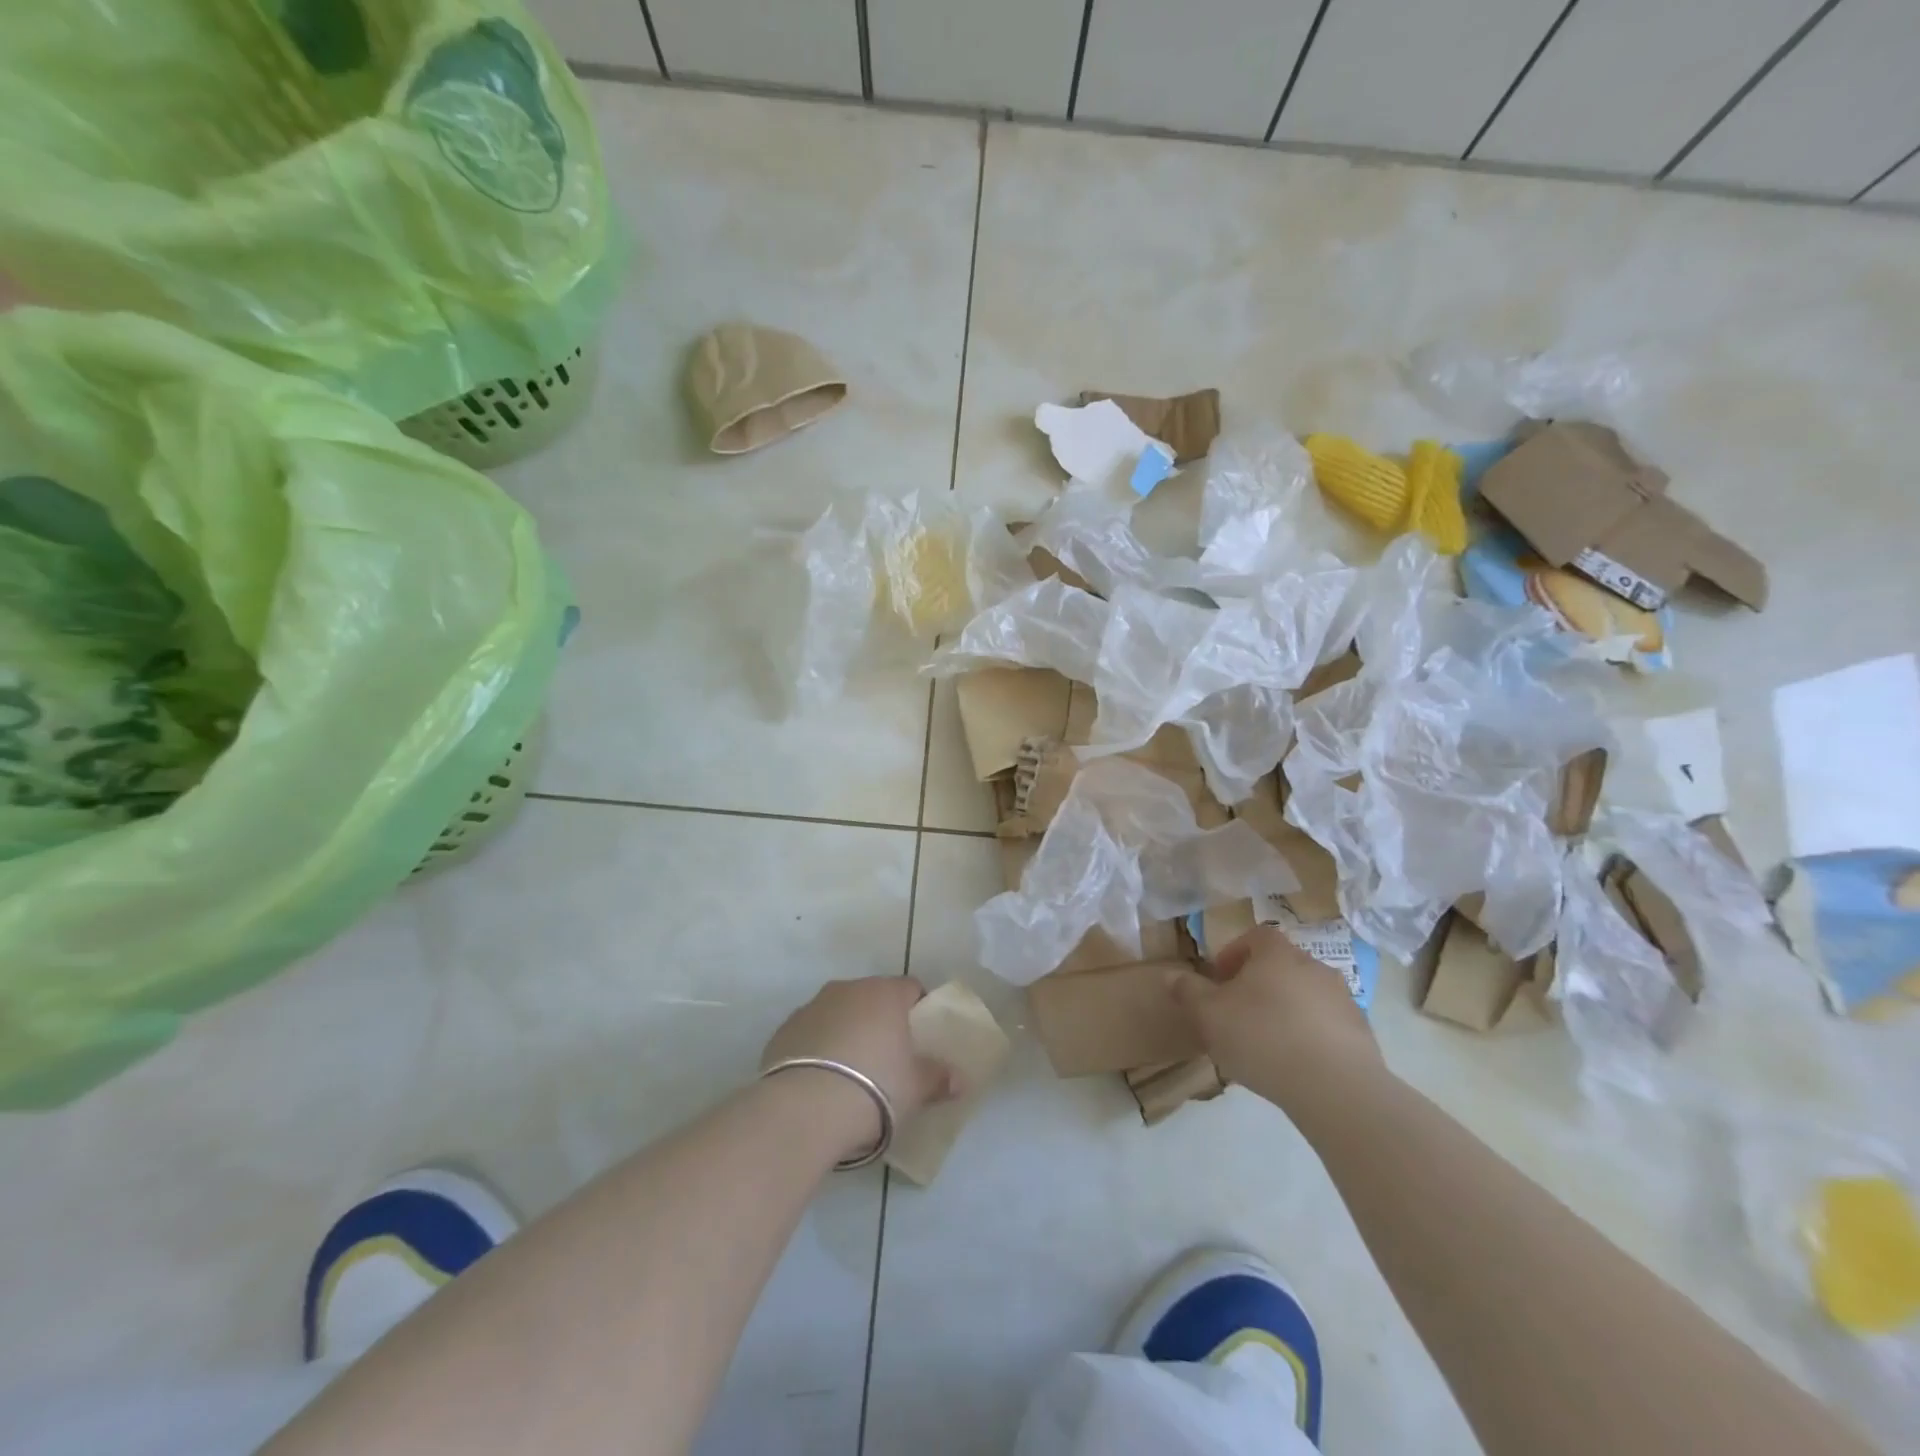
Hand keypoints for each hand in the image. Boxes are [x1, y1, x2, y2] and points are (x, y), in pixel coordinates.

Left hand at [760, 977, 952, 1158]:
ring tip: (851, 1072)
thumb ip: (939, 1078)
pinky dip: (818, 1049)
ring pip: (838, 1013)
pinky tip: (821, 1081)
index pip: (910, 988)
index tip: (920, 1036)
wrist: (804, 1109)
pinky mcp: (783, 1031)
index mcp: (885, 994)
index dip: (918, 1008)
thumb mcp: (916, 1088)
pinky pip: (810, 1034)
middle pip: (872, 998)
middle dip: (880, 1020)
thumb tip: (959, 1079)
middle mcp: (848, 989)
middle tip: (888, 1056)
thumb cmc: (874, 1089)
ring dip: (847, 1032)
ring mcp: (811, 1007)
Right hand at [1172, 925, 1381, 1110]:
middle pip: (1281, 965)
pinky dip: (1311, 1035)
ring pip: (1305, 995)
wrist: (1336, 1088)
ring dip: (1286, 1009)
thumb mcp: (1209, 1015)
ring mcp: (1343, 999)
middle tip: (1239, 1012)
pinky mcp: (1362, 1034)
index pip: (1256, 935)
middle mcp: (1313, 966)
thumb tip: (1173, 975)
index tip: (1220, 979)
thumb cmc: (1262, 1038)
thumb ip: (1188, 992)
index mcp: (1277, 953)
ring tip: (1268, 1043)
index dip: (1235, 953)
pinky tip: (1296, 1064)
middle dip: (1259, 984)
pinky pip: (1327, 1025)